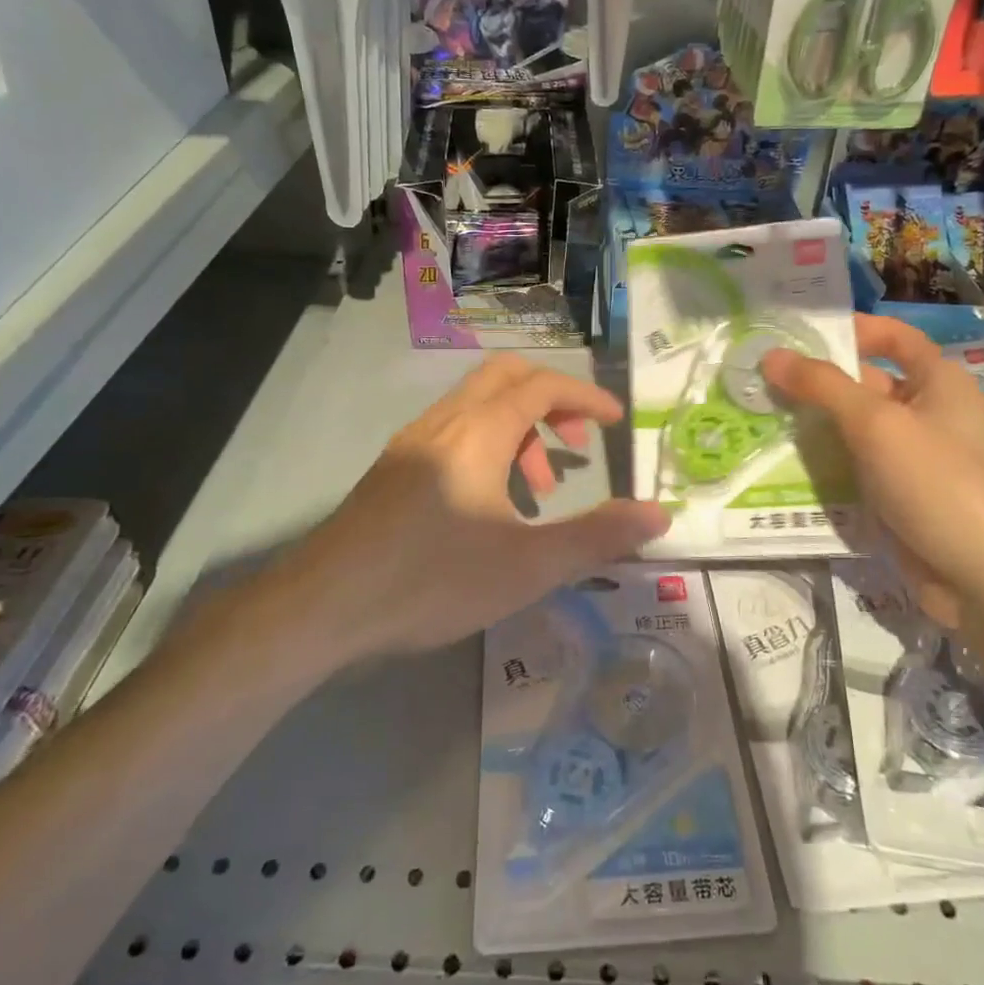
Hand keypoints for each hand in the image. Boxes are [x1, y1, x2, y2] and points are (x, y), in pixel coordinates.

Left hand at [287, 354, 669, 656]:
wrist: (324, 606)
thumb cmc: (431, 580)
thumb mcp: (527, 566)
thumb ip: (597, 537)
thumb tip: (660, 514)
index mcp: (478, 432)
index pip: (542, 386)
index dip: (585, 398)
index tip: (616, 423)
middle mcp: (444, 423)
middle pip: (505, 378)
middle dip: (551, 401)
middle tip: (575, 448)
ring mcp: (411, 443)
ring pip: (476, 405)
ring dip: (517, 428)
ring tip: (535, 490)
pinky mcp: (391, 469)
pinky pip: (452, 431)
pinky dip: (486, 444)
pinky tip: (487, 504)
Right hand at [762, 315, 983, 625]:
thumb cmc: (938, 483)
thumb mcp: (876, 424)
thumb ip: (822, 386)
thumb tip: (772, 356)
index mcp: (939, 383)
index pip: (895, 338)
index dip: (853, 330)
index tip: (800, 335)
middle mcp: (929, 415)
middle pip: (868, 385)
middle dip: (819, 382)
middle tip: (760, 380)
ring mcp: (914, 460)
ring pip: (856, 431)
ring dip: (815, 425)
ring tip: (758, 418)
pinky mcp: (900, 498)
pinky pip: (857, 469)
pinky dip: (826, 464)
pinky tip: (783, 464)